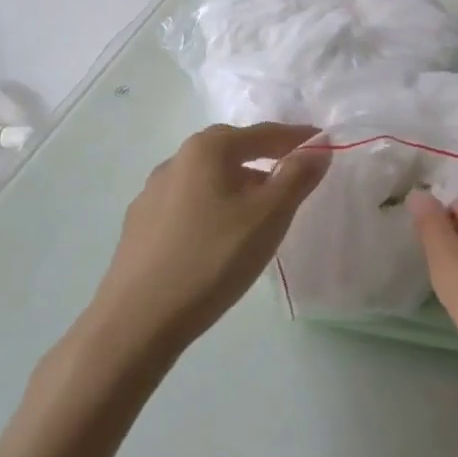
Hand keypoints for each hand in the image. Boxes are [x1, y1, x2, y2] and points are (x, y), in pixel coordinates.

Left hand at [92, 122, 328, 357]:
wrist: (135, 323)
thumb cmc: (211, 259)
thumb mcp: (268, 217)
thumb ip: (297, 178)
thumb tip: (319, 149)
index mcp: (207, 149)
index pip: (263, 133)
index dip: (296, 137)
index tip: (322, 143)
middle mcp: (176, 160)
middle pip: (232, 149)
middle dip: (265, 157)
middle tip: (293, 173)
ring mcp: (152, 193)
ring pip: (209, 178)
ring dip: (238, 184)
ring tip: (260, 209)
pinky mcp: (139, 226)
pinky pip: (189, 203)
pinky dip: (214, 206)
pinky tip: (220, 235)